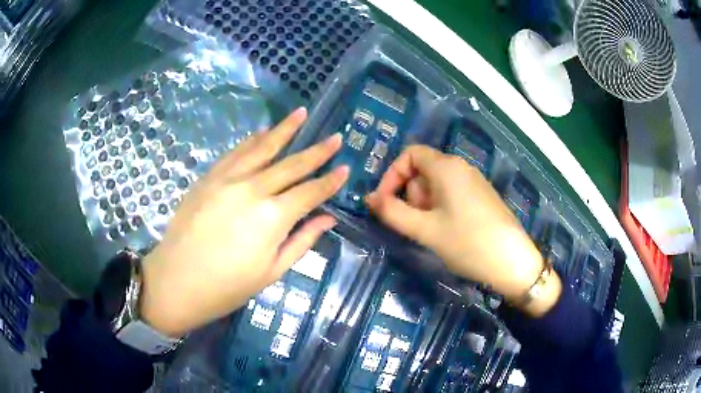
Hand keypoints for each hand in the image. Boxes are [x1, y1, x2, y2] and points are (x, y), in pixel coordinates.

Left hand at [140, 108, 348, 336]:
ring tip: (301, 113)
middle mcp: (253, 189)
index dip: (330, 180)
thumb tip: (328, 218)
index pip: (310, 192)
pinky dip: (252, 141)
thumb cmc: (227, 286)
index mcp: (273, 217)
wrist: (176, 281)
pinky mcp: (209, 177)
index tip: (345, 167)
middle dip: (316, 150)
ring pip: (262, 148)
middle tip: (335, 136)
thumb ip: (302, 241)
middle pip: (291, 164)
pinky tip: (262, 132)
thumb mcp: (271, 272)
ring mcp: (228, 179)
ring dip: (284, 130)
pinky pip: (235, 152)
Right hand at [366, 145, 560, 315]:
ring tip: (432, 231)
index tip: (385, 202)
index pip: (409, 154)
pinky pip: (451, 193)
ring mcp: (473, 181)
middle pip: (422, 170)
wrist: (512, 261)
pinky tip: (448, 231)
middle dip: (410, 194)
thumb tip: (369, 199)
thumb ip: (392, 212)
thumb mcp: (425, 229)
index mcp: (446, 167)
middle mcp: (460, 167)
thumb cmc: (467, 242)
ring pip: (436, 184)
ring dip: (424, 205)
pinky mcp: (481, 196)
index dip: (392, 175)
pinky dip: (440, 208)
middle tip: (415, 223)